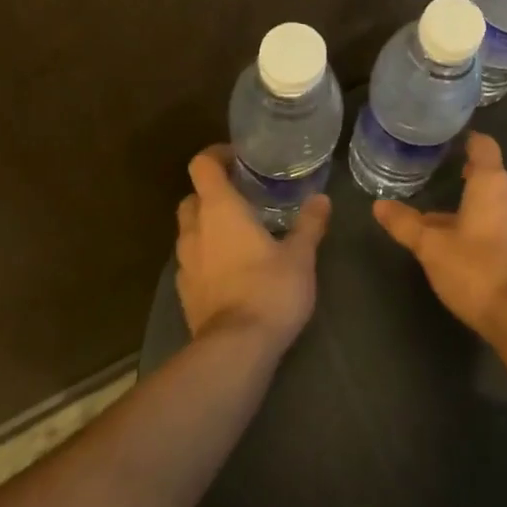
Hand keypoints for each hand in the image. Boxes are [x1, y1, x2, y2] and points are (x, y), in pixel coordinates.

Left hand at [176, 146, 330, 354]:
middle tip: (242, 198)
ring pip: (189, 232)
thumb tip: (322, 199)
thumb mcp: (300, 255)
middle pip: (192, 198)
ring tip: (240, 235)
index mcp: (219, 209)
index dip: (216, 155)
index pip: (202, 166)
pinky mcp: (185, 294)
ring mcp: (185, 264)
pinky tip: (231, 271)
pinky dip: (207, 258)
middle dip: (212, 194)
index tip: (238, 159)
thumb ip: (309, 224)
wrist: (235, 351)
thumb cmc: (269, 290)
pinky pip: (192, 263)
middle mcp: (195, 230)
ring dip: (208, 227)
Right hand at [374, 132, 506, 336]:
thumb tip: (378, 205)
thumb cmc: (476, 269)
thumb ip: (405, 224)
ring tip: (442, 221)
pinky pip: (503, 230)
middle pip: (489, 178)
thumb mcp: (431, 246)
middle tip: (438, 181)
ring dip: (472, 210)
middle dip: (466, 180)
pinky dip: (483, 231)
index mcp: (493, 184)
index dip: (469, 141)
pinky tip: (462, 250)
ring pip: (494, 207)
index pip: (484, 146)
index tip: (451, 142)